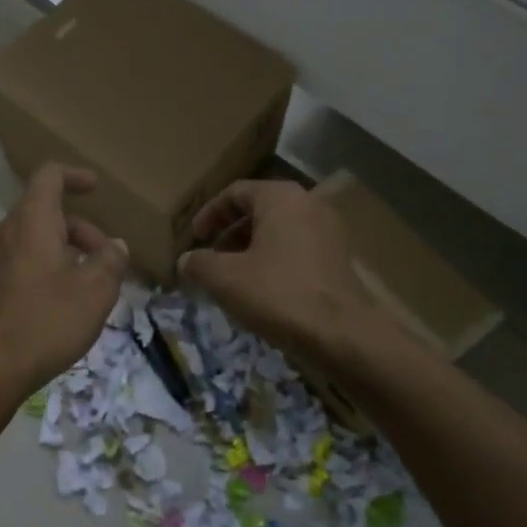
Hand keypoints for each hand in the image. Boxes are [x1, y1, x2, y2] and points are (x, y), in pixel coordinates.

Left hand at [0, 163, 128, 409]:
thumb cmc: (45, 321)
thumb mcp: (94, 291)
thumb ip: (111, 261)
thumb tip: (116, 246)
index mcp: (31, 220)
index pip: (49, 175)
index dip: (74, 175)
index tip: (96, 188)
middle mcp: (5, 231)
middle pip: (45, 212)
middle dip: (80, 229)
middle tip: (106, 260)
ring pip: (33, 239)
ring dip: (63, 251)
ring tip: (89, 284)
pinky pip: (20, 261)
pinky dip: (44, 267)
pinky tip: (61, 302)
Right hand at [177, 180, 373, 359]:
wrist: (340, 334)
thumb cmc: (277, 293)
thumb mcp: (224, 278)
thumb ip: (199, 263)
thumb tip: (186, 260)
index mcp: (280, 197)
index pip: (235, 192)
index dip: (209, 214)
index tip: (194, 239)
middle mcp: (308, 204)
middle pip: (258, 209)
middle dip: (229, 233)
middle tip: (211, 258)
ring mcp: (329, 230)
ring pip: (278, 230)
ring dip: (250, 248)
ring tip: (233, 276)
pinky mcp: (339, 257)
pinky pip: (297, 247)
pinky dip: (274, 259)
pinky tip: (262, 288)